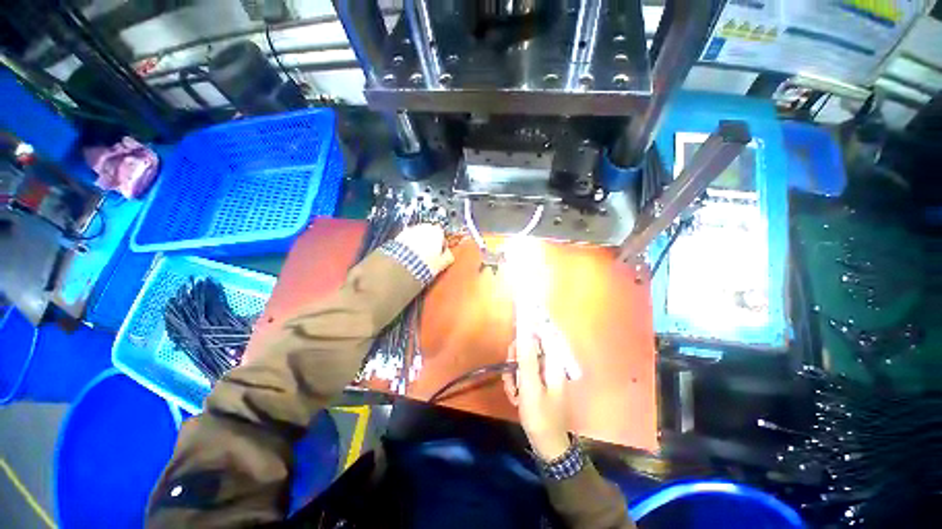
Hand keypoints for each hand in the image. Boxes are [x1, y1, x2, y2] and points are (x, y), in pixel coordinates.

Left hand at [394, 224, 454, 276]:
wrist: (403, 266)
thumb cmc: (425, 264)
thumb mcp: (443, 263)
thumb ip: (448, 256)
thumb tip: (449, 255)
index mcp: (437, 232)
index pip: (442, 234)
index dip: (441, 243)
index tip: (440, 252)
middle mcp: (424, 228)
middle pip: (429, 232)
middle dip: (429, 241)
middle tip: (429, 254)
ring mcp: (410, 230)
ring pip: (417, 234)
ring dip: (418, 242)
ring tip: (418, 256)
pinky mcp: (399, 235)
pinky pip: (407, 238)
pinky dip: (409, 244)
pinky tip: (409, 255)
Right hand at [503, 331, 571, 460]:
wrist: (546, 445)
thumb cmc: (541, 415)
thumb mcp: (530, 386)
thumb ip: (527, 358)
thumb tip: (526, 331)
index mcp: (553, 362)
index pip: (544, 333)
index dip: (530, 325)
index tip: (516, 323)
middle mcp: (549, 364)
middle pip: (529, 347)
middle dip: (516, 359)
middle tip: (510, 373)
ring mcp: (542, 374)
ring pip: (522, 361)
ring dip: (513, 375)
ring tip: (513, 393)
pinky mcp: (536, 382)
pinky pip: (522, 373)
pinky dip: (515, 383)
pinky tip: (515, 398)